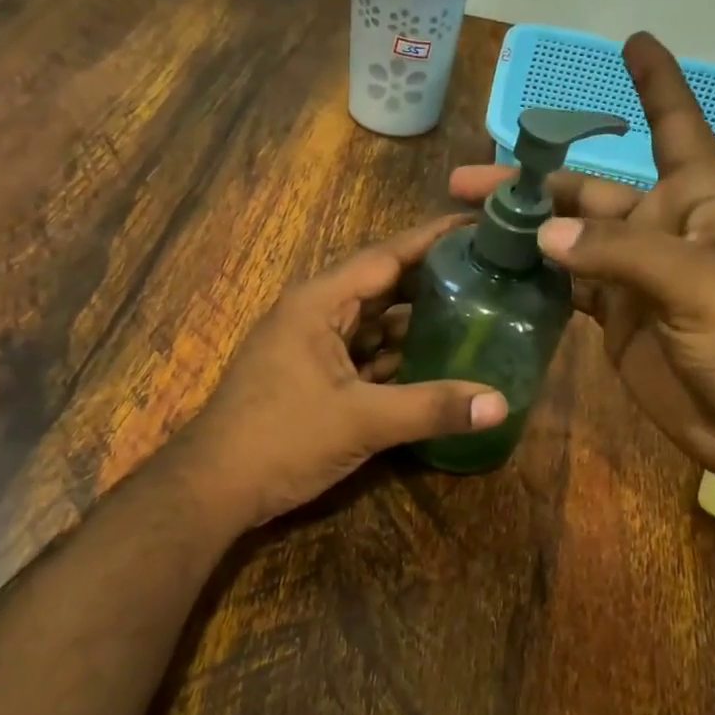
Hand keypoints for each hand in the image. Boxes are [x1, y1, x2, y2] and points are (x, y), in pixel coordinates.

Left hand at [174, 217, 508, 526]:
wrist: (214, 488)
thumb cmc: (281, 438)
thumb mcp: (361, 421)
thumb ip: (431, 408)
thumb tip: (500, 403)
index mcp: (320, 303)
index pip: (387, 256)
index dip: (434, 240)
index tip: (480, 225)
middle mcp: (315, 315)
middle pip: (384, 287)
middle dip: (433, 281)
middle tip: (492, 275)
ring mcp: (312, 348)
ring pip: (374, 325)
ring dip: (417, 323)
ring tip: (476, 314)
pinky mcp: (314, 380)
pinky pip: (364, 357)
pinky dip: (397, 358)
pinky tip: (436, 363)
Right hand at [450, 32, 714, 488]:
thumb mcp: (698, 283)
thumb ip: (620, 252)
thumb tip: (542, 233)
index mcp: (695, 202)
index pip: (675, 127)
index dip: (657, 84)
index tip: (633, 42)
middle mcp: (658, 230)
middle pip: (588, 190)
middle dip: (533, 181)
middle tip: (467, 183)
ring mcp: (631, 278)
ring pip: (567, 238)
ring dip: (523, 229)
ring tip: (467, 225)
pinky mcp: (611, 320)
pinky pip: (564, 286)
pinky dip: (533, 276)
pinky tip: (495, 271)